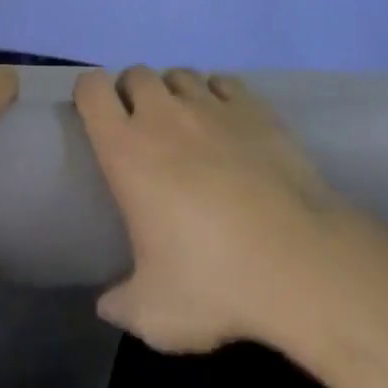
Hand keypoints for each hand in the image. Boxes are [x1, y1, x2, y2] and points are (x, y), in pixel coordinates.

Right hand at [74, 66, 352, 352]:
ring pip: (181, 74)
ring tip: (186, 125)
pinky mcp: (255, 109)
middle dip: (134, 92)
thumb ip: (122, 305)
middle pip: (137, 73)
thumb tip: (107, 305)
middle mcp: (164, 116)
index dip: (89, 93)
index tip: (96, 115)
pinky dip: (218, 94)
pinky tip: (227, 123)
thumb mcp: (154, 313)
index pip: (93, 90)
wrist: (298, 261)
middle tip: (143, 128)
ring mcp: (212, 107)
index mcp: (127, 150)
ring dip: (175, 92)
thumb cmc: (214, 282)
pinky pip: (224, 82)